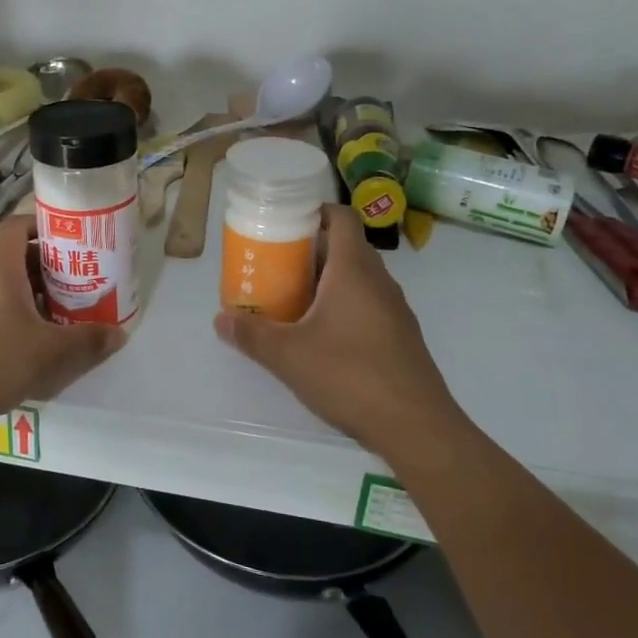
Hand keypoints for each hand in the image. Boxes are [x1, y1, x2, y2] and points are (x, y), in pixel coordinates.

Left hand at [0, 214, 126, 434]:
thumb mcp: (50, 351)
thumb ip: (87, 340)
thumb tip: (119, 333)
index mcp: (0, 271)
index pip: (15, 227)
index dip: (41, 224)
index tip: (69, 238)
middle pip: (17, 258)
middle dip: (50, 265)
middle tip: (80, 278)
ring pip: (9, 287)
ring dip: (38, 293)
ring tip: (68, 310)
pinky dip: (22, 315)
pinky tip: (41, 340)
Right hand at [214, 205, 463, 460]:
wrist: (416, 426)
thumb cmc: (349, 375)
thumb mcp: (288, 356)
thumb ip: (252, 335)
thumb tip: (220, 320)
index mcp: (354, 270)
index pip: (342, 217)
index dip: (315, 211)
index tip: (286, 221)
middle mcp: (378, 281)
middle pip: (346, 247)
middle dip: (311, 250)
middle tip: (276, 263)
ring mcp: (394, 309)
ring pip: (358, 278)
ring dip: (327, 279)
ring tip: (292, 298)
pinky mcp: (400, 336)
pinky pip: (368, 303)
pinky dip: (344, 305)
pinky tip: (321, 334)